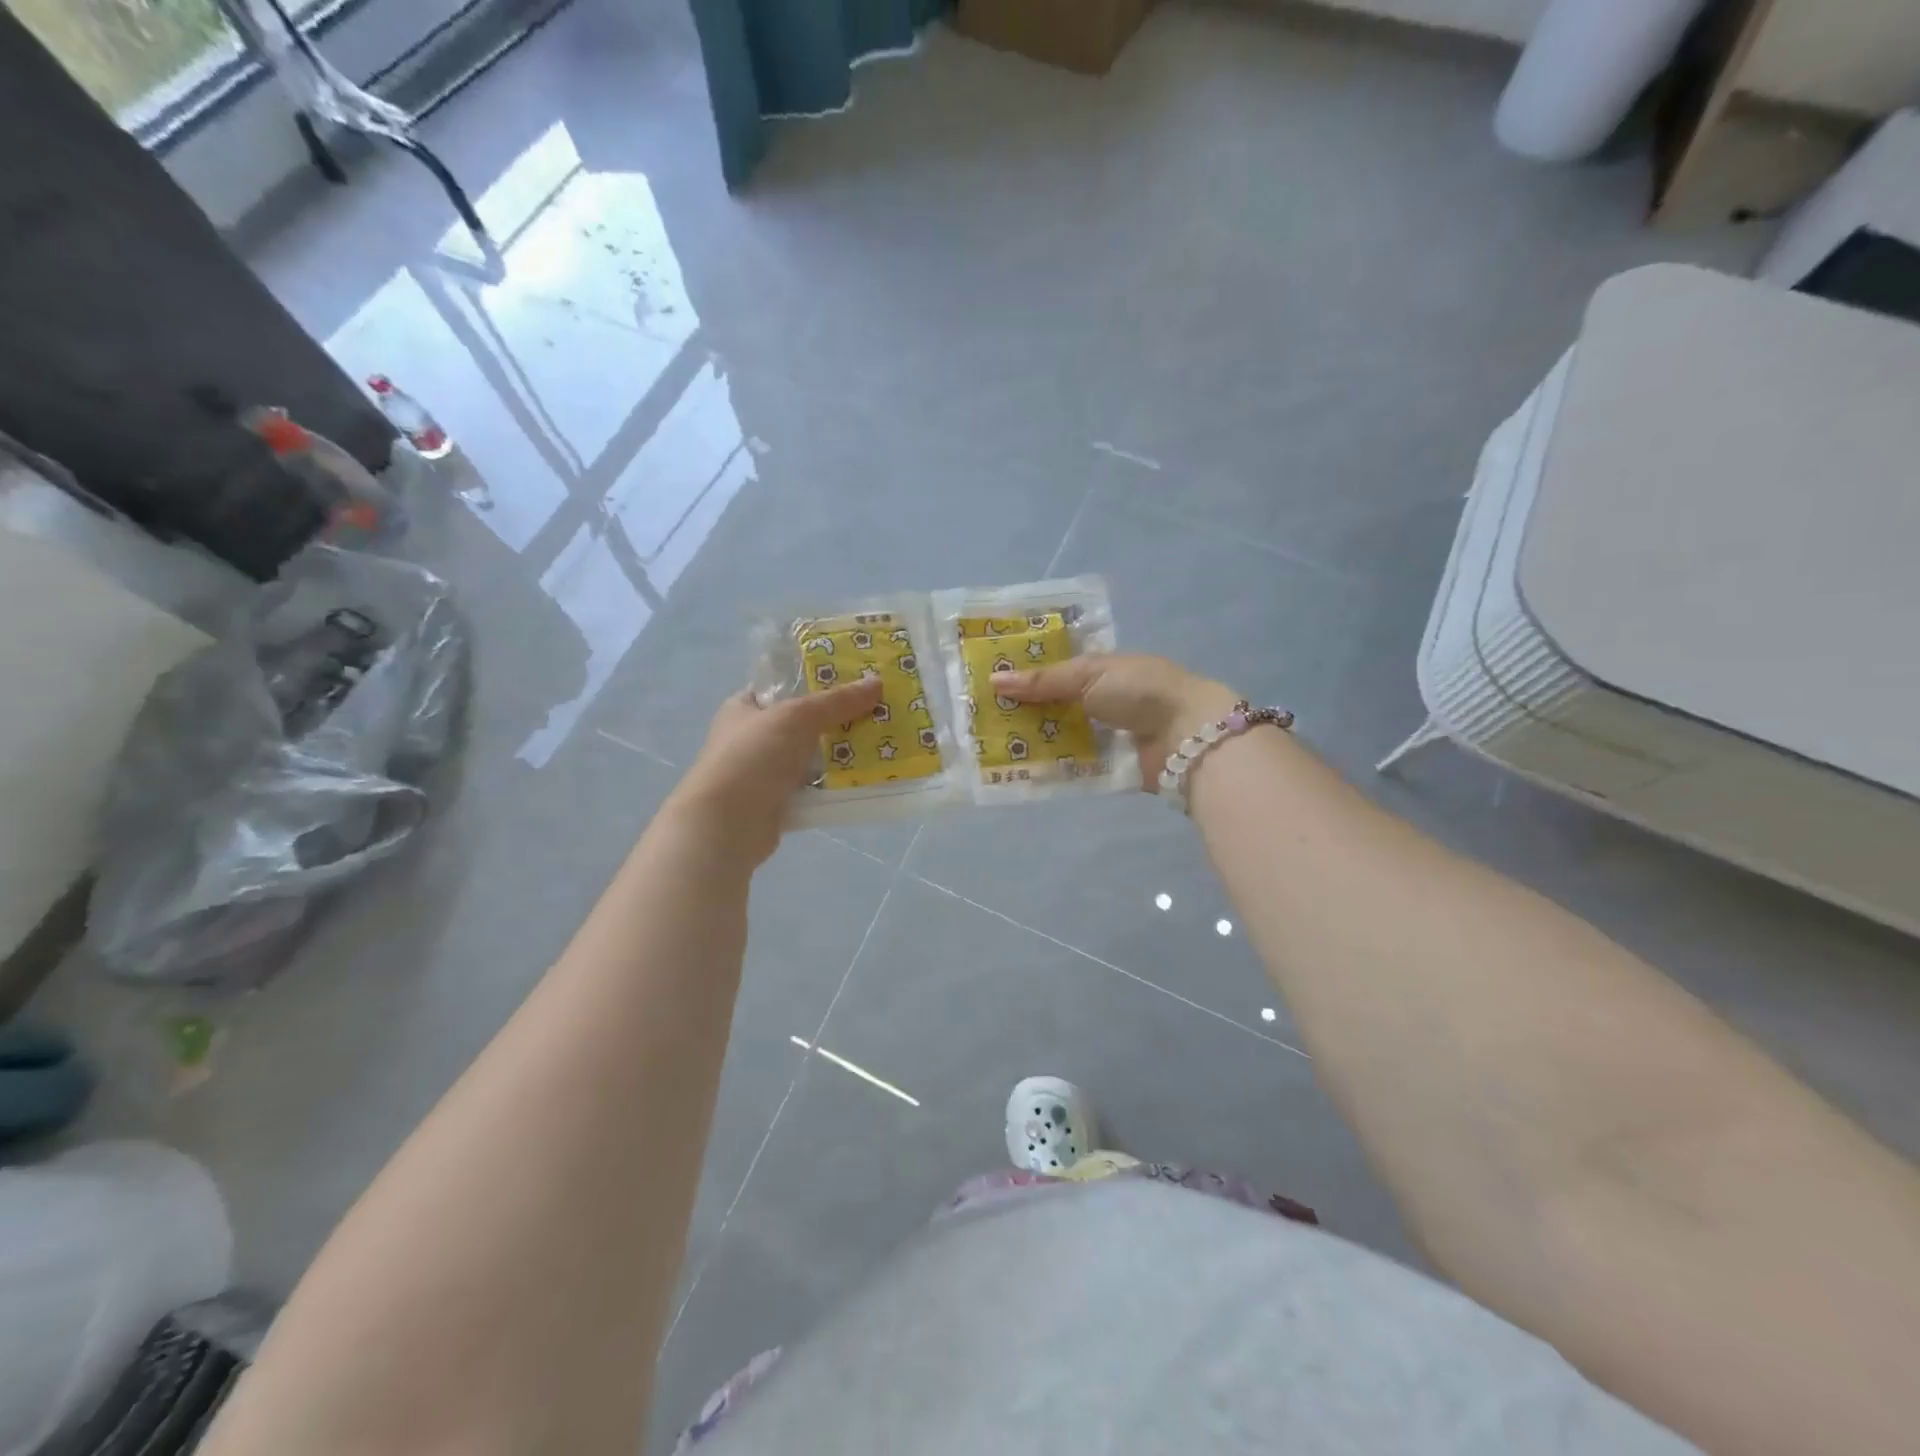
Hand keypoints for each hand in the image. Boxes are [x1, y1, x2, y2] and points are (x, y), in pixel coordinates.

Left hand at [667, 676, 883, 863]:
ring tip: (880, 741)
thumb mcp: (797, 717)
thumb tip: (877, 682)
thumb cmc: (752, 758)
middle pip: (803, 721)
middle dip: (838, 717)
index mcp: (744, 707)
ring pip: (811, 755)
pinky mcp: (778, 802)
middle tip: (878, 709)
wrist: (726, 826)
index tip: (855, 678)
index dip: (817, 679)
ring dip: (840, 752)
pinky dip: (834, 782)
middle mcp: (752, 737)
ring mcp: (764, 771)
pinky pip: (814, 786)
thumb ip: (837, 701)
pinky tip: (865, 776)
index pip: (783, 686)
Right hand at [992, 653, 1239, 789]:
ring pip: (1058, 738)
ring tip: (988, 747)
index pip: (1053, 672)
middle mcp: (1100, 702)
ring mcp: (1103, 736)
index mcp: (1099, 671)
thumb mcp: (1089, 675)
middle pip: (1052, 707)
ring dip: (1031, 741)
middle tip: (978, 719)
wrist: (1187, 734)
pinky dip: (1049, 768)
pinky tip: (1017, 770)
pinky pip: (1071, 767)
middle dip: (1021, 712)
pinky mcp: (1107, 767)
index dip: (1023, 676)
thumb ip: (1043, 681)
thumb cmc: (1140, 690)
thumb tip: (994, 679)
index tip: (986, 683)